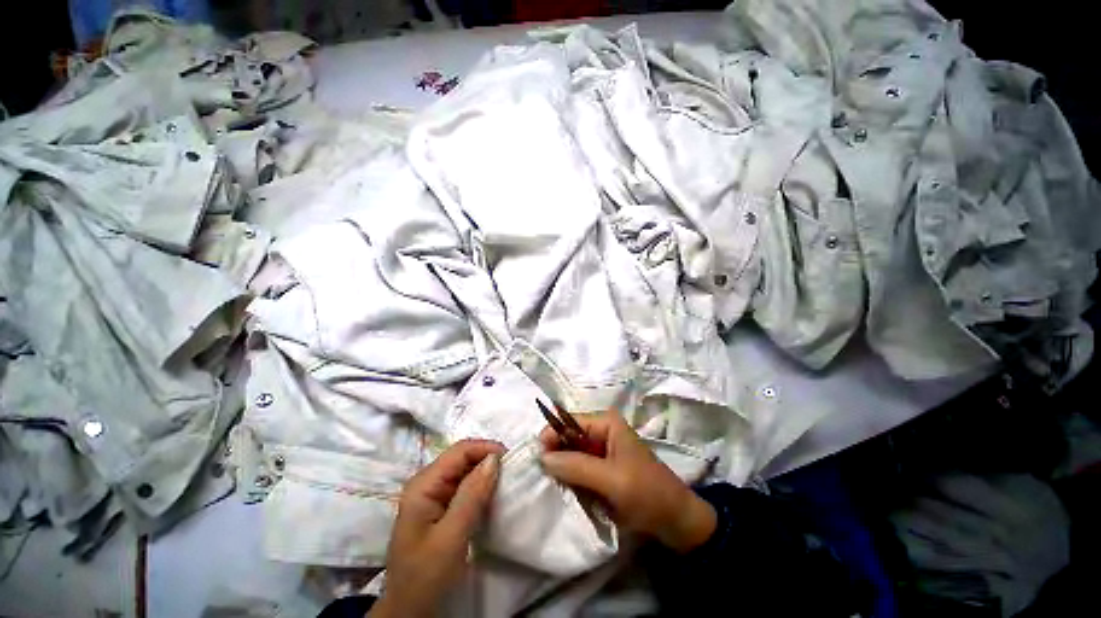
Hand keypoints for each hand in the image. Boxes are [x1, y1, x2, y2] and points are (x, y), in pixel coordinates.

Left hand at [371, 439, 505, 617]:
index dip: (486, 449)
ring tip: (507, 481)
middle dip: (487, 459)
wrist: (409, 612)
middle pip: (462, 458)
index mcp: (423, 485)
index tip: (511, 459)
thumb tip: (494, 459)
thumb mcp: (451, 537)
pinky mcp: (441, 508)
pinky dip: (481, 487)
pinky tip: (493, 495)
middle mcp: (427, 483)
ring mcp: (433, 496)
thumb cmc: (426, 576)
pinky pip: (464, 487)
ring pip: (465, 471)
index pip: (459, 451)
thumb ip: (472, 495)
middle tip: (512, 471)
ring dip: (486, 473)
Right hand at [539, 411, 715, 553]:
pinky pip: (579, 469)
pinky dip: (571, 479)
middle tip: (542, 474)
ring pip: (571, 455)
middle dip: (556, 454)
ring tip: (553, 484)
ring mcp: (602, 451)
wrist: (676, 522)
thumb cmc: (647, 493)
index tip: (537, 457)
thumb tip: (541, 457)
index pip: (569, 422)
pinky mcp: (602, 470)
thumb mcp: (611, 479)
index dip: (552, 435)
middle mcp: (602, 432)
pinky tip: (566, 490)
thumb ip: (576, 466)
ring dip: (562, 469)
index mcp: (607, 423)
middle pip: (568, 437)